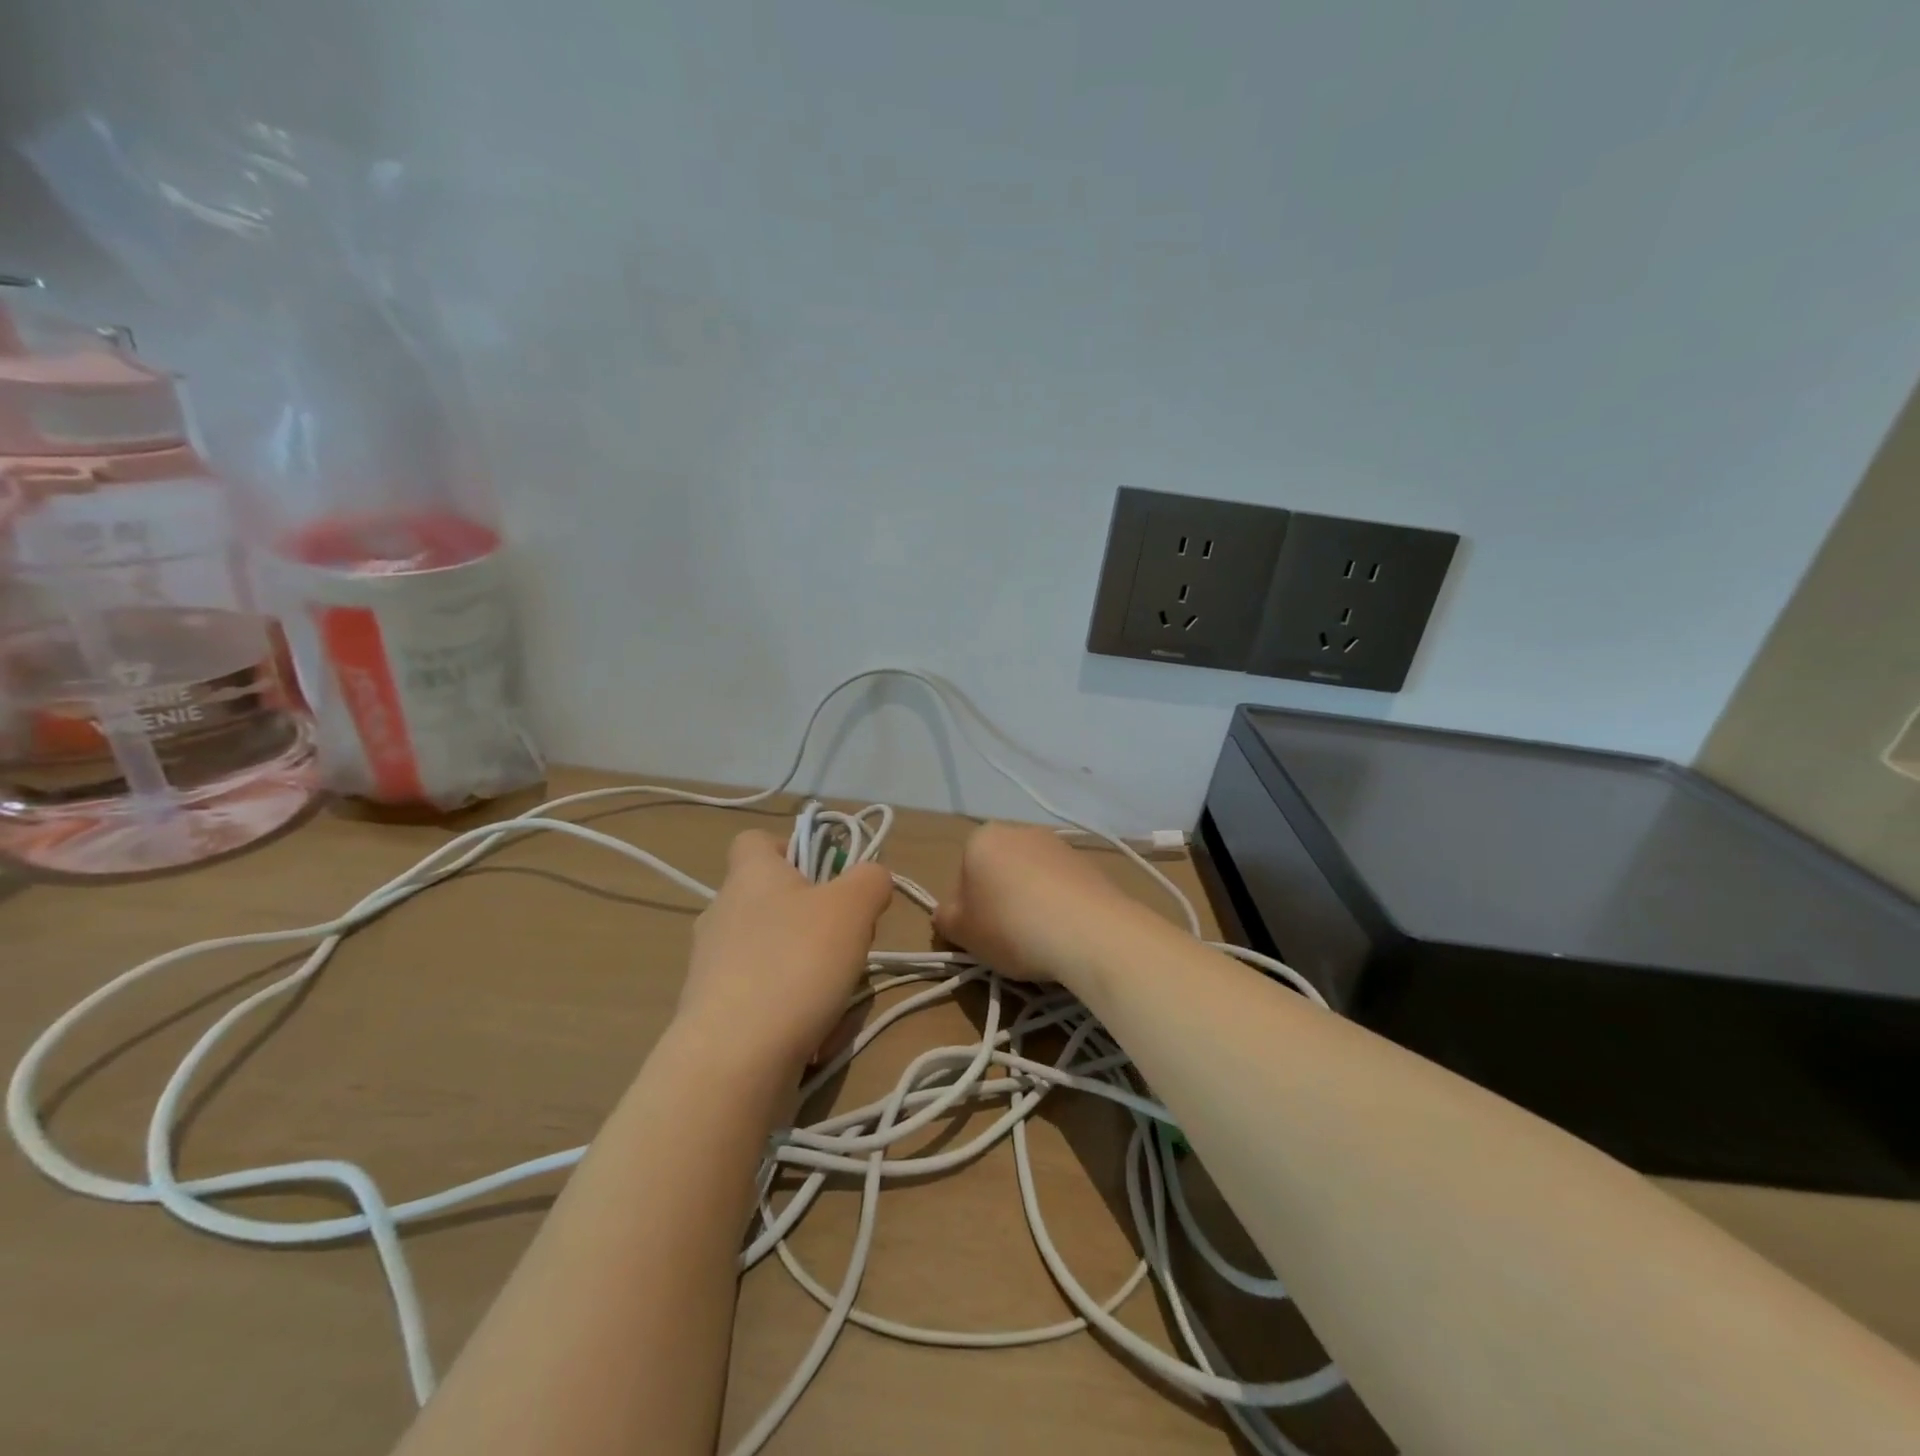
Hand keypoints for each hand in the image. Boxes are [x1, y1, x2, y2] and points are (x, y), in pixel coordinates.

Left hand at [676, 830, 893, 1082]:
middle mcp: (722, 913)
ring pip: (776, 955)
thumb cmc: (796, 962)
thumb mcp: (853, 907)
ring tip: (836, 998)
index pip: (756, 840)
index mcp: (749, 875)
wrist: (733, 1059)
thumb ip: (871, 880)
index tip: (827, 877)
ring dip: (812, 972)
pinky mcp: (712, 1012)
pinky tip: (814, 1037)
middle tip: (848, 944)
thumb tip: (871, 878)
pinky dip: (794, 1012)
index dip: (794, 849)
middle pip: (777, 902)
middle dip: (818, 922)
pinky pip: (765, 998)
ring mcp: (712, 966)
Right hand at [933, 823, 1145, 987]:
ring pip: (1032, 879)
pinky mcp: (1089, 863)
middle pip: (998, 872)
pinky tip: (1064, 933)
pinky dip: (1059, 906)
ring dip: (1030, 903)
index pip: (962, 875)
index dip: (966, 910)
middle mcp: (1020, 830)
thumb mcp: (961, 931)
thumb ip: (946, 918)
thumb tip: (950, 913)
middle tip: (1006, 939)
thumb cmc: (1010, 925)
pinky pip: (1062, 887)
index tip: (978, 936)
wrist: (1088, 930)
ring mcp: (1058, 845)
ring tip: (1039, 940)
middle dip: (999, 901)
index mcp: (982, 838)